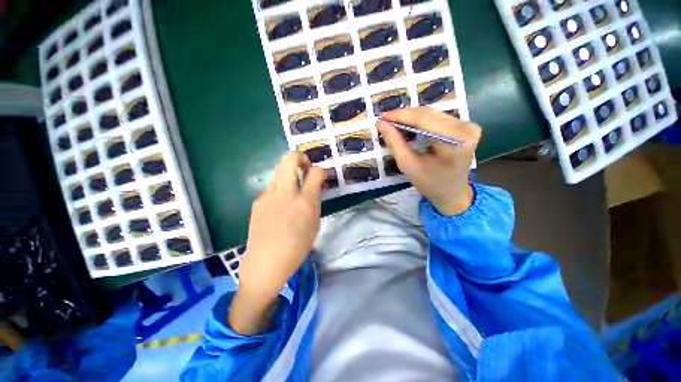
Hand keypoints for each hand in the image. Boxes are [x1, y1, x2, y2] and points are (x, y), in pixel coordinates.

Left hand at [229, 152, 325, 334]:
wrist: (265, 263)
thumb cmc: (297, 248)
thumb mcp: (315, 224)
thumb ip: (315, 202)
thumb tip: (314, 188)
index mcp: (305, 202)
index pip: (316, 172)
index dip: (321, 170)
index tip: (322, 176)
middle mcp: (286, 193)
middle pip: (290, 159)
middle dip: (300, 157)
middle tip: (305, 168)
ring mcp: (268, 195)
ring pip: (279, 170)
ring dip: (289, 173)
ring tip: (293, 187)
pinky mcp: (257, 201)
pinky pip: (271, 187)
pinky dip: (279, 189)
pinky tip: (279, 204)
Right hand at [377, 107, 480, 215]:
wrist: (452, 192)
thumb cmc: (430, 183)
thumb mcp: (408, 165)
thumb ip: (395, 143)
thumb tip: (381, 124)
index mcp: (456, 142)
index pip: (424, 119)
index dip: (401, 116)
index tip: (382, 117)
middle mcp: (466, 128)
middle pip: (429, 114)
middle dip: (404, 116)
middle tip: (385, 121)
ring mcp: (468, 125)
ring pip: (432, 114)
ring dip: (411, 117)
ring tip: (394, 123)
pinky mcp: (465, 126)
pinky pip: (437, 118)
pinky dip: (420, 121)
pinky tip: (408, 126)